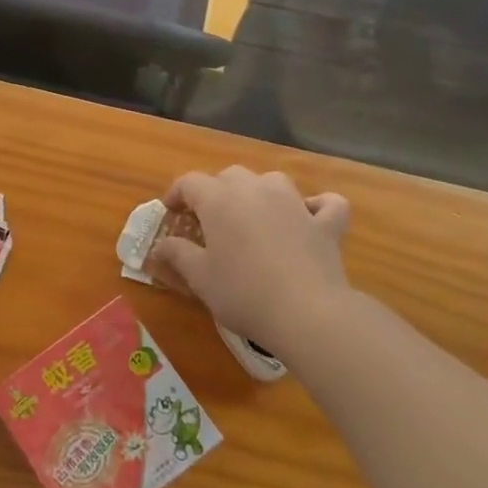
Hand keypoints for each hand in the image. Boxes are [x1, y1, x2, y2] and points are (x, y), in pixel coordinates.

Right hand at [147, 167, 351, 357]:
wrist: (306, 312)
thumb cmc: (242, 292)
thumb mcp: (199, 277)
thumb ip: (178, 254)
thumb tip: (162, 245)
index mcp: (219, 199)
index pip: (190, 182)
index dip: (177, 193)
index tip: (171, 211)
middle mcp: (256, 190)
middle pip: (230, 175)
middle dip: (216, 191)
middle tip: (209, 218)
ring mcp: (295, 202)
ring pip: (272, 181)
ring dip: (259, 191)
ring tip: (253, 214)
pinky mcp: (326, 223)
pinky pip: (325, 203)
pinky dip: (317, 206)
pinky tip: (309, 217)